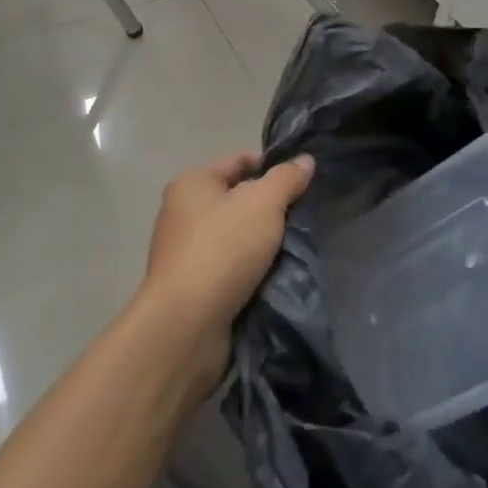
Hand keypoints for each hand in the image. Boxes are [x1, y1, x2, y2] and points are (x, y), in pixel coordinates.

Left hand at [140, 152, 314, 350]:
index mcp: (191, 183)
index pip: (239, 161)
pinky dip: (251, 271)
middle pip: (237, 199)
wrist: (186, 326)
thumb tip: (305, 160)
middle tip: (302, 218)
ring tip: (294, 249)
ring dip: (262, 244)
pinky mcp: (192, 288)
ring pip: (236, 237)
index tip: (302, 184)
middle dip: (269, 209)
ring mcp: (185, 253)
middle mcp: (182, 213)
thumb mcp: (263, 204)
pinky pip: (230, 268)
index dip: (272, 167)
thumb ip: (286, 179)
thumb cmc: (222, 249)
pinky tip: (276, 278)